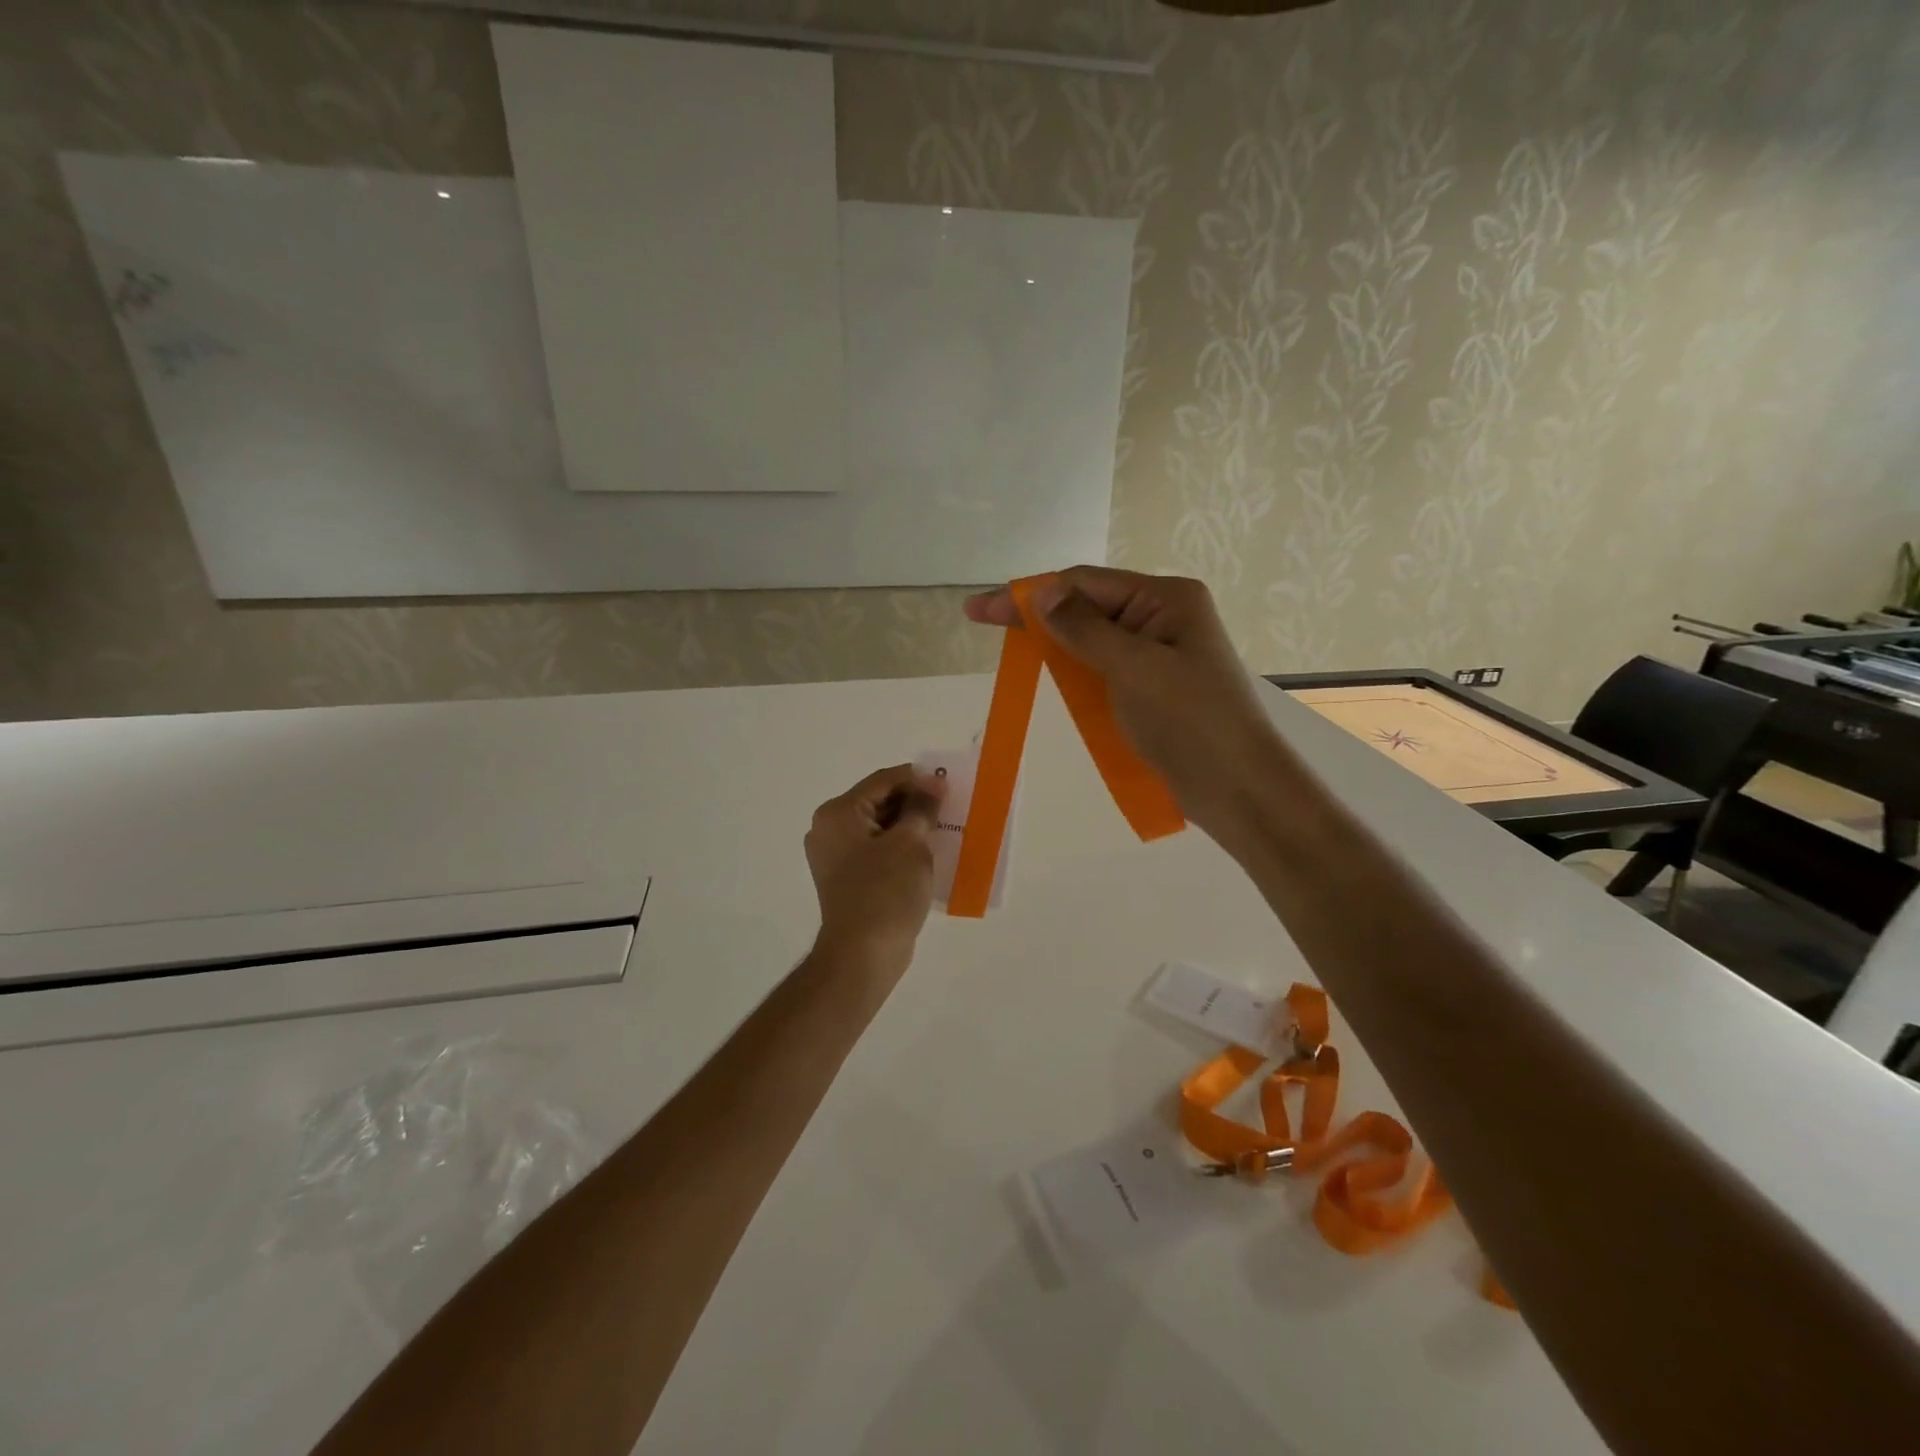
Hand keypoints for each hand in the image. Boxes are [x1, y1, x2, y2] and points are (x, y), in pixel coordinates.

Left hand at [805, 765, 948, 979]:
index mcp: (838, 813)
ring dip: (910, 825)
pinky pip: (878, 851)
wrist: (863, 954)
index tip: (949, 784)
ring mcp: (836, 857)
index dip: (918, 779)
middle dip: (914, 802)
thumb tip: (933, 783)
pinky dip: (901, 847)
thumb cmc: (885, 890)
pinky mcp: (848, 880)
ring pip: (880, 827)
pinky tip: (928, 853)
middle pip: (878, 802)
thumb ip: (922, 807)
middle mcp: (829, 830)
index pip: (882, 781)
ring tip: (943, 827)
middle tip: (949, 805)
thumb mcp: (910, 843)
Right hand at [964, 568, 1282, 840]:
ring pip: (1093, 639)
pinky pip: (1104, 669)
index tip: (981, 609)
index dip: (1030, 595)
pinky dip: (1075, 670)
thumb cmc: (1191, 722)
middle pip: (1087, 606)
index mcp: (1167, 599)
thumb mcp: (1135, 668)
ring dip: (1054, 641)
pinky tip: (1050, 673)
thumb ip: (1084, 628)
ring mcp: (1159, 654)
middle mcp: (1163, 617)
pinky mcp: (1153, 688)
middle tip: (983, 620)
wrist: (1239, 789)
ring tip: (1010, 645)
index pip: (1085, 584)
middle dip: (1038, 614)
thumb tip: (1042, 591)